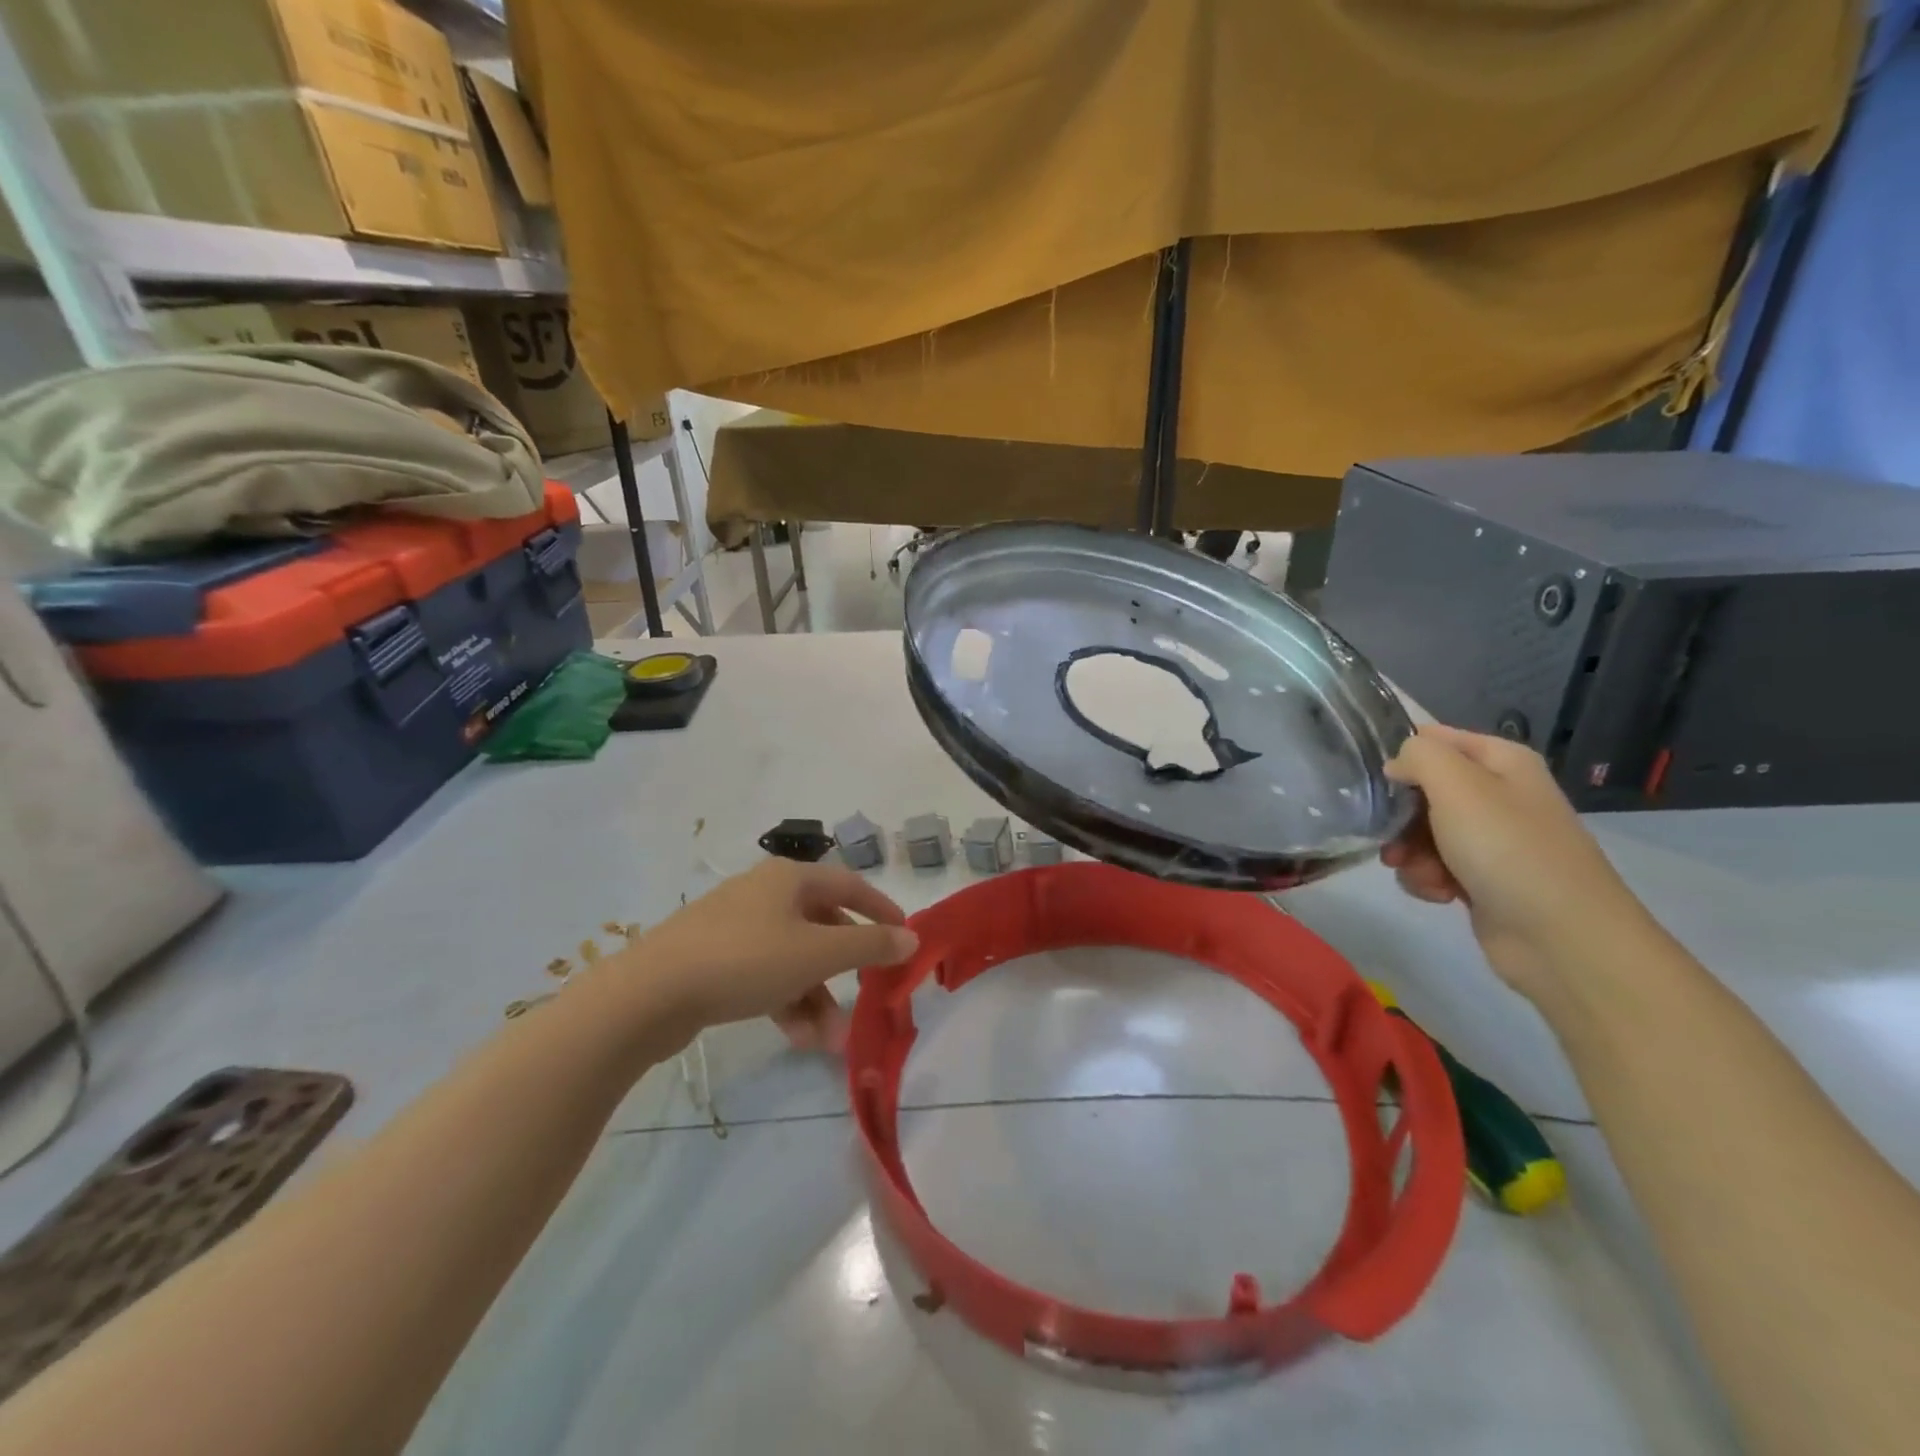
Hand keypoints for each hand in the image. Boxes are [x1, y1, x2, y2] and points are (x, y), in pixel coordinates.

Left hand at [620, 859, 917, 1050]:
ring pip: (794, 958)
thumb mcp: (816, 953)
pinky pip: (766, 976)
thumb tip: (910, 938)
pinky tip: (797, 1038)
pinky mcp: (714, 960)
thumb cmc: (745, 960)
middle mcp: (764, 894)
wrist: (648, 995)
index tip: (904, 938)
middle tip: (867, 997)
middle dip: (846, 969)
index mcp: (789, 879)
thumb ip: (868, 945)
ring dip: (817, 997)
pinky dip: (786, 1001)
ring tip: (829, 1041)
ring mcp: (736, 927)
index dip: (881, 909)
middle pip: (822, 926)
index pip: (850, 885)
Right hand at [1381, 724, 1650, 997]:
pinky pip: (1434, 867)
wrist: (1562, 939)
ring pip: (1421, 832)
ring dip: (1410, 853)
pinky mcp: (1482, 879)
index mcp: (1501, 762)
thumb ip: (1419, 756)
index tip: (1376, 783)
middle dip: (1400, 816)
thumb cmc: (1508, 850)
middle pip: (1422, 790)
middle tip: (1393, 838)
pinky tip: (1439, 894)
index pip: (1434, 738)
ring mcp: (1491, 840)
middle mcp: (1498, 794)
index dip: (1401, 756)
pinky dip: (1428, 879)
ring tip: (1422, 874)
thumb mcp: (1458, 786)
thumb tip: (1398, 763)